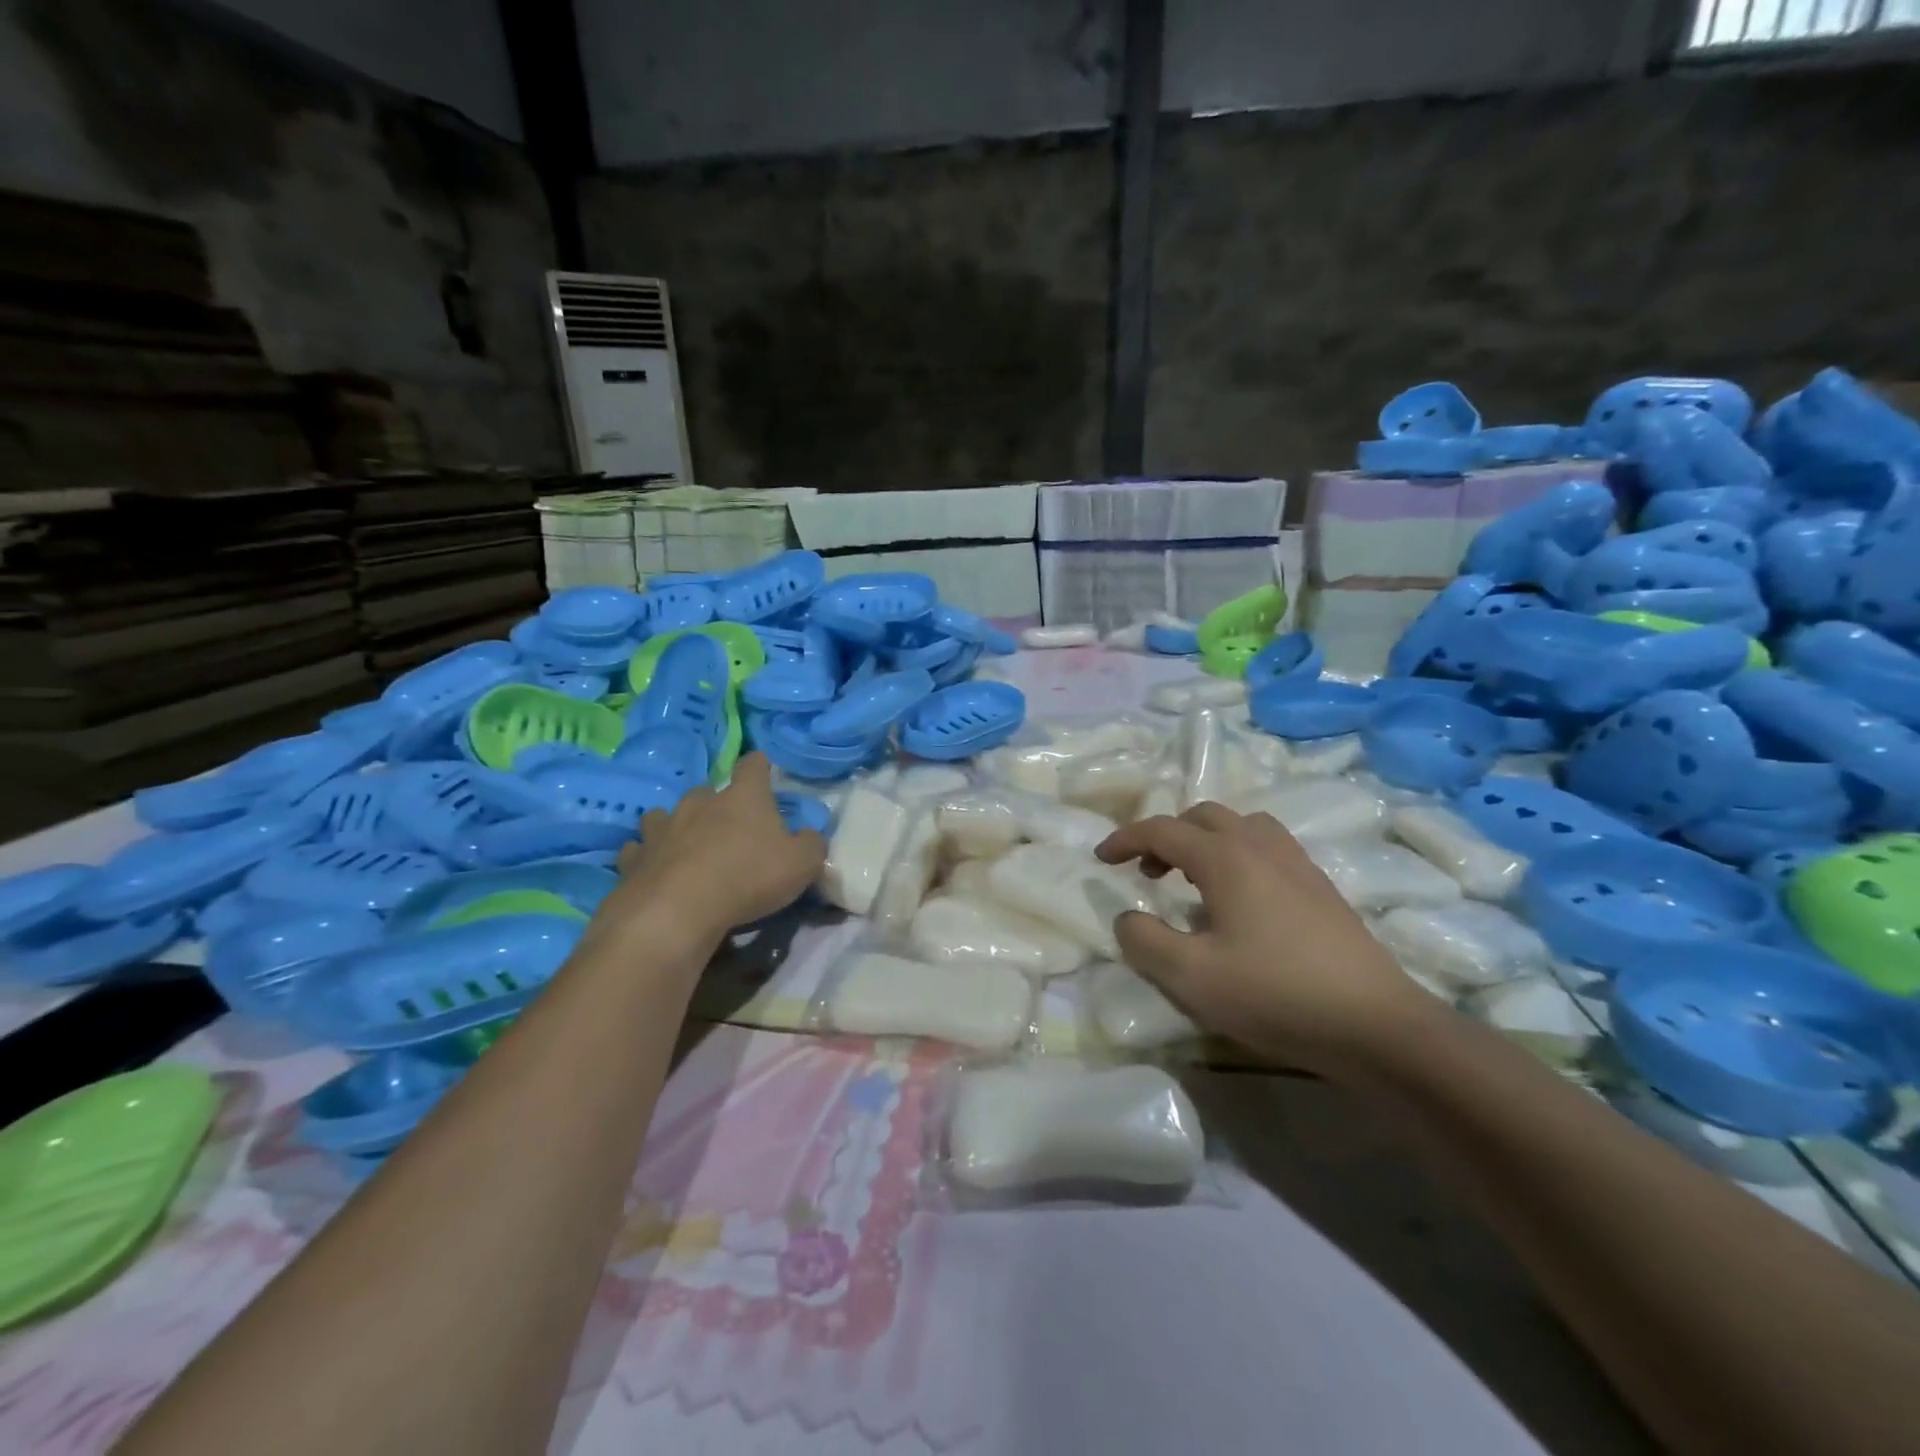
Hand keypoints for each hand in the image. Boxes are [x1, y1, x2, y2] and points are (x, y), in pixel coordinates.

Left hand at [600, 754, 827, 947]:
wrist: (678, 911)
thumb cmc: (749, 878)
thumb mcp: (803, 864)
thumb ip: (811, 844)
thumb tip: (808, 836)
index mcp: (743, 797)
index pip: (753, 766)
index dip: (760, 766)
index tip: (764, 771)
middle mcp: (700, 802)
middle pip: (708, 792)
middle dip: (717, 805)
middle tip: (728, 830)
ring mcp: (662, 828)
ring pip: (666, 815)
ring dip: (676, 826)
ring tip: (685, 846)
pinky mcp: (634, 858)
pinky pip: (639, 850)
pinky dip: (647, 856)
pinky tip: (653, 869)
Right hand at [1095, 803, 1429, 1070]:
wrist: (1376, 1025)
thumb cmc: (1275, 994)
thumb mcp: (1191, 976)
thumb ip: (1144, 940)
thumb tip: (1127, 917)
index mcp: (1225, 857)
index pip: (1162, 829)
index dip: (1125, 839)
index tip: (1101, 858)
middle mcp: (1260, 846)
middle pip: (1203, 816)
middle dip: (1166, 836)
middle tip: (1148, 872)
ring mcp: (1297, 863)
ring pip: (1241, 826)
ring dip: (1206, 840)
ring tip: (1194, 878)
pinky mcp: (1321, 887)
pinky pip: (1268, 847)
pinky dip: (1238, 854)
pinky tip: (1241, 900)